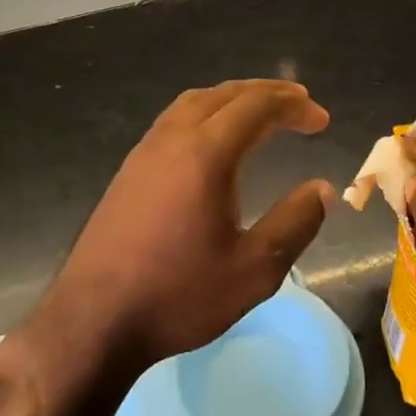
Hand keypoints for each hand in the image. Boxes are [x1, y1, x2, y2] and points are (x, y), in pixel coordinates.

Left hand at [37, 80, 333, 371]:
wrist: (93, 321)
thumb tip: (322, 188)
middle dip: (267, 94)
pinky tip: (214, 140)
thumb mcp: (254, 270)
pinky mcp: (129, 169)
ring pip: (195, 102)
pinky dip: (207, 113)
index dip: (293, 107)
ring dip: (233, 99)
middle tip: (299, 104)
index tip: (321, 120)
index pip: (256, 107)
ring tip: (261, 113)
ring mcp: (145, 151)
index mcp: (206, 154)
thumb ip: (295, 223)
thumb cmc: (178, 296)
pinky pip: (175, 119)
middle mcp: (173, 138)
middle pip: (225, 94)